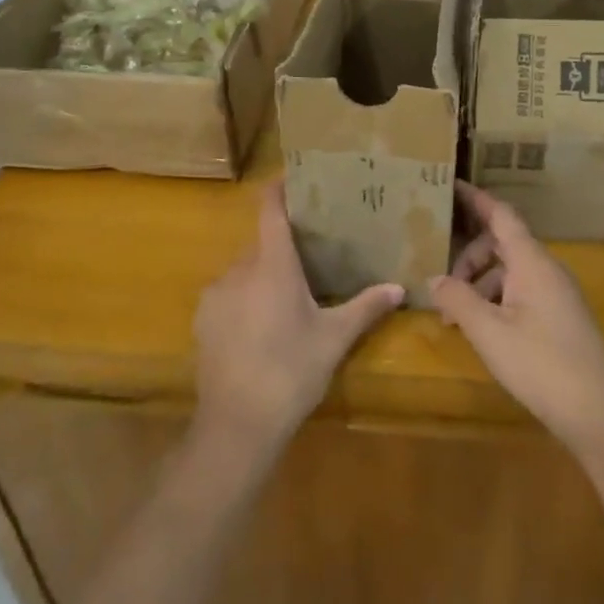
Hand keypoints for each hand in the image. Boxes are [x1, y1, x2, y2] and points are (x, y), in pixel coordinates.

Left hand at [193, 181, 403, 459]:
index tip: (294, 176)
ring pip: (244, 270)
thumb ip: (365, 307)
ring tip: (288, 297)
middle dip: (283, 246)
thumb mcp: (334, 339)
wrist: (236, 426)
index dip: (279, 188)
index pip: (270, 209)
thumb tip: (400, 288)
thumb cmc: (291, 372)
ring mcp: (215, 294)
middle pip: (261, 243)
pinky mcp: (203, 320)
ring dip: (264, 275)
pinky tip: (261, 327)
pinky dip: (245, 298)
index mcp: (273, 265)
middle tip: (310, 255)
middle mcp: (239, 269)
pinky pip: (228, 294)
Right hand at [430, 183, 603, 454]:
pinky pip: (522, 291)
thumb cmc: (541, 364)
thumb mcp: (489, 332)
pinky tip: (481, 329)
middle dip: (469, 256)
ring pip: (511, 271)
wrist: (599, 413)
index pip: (501, 214)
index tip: (449, 186)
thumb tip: (434, 279)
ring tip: (455, 317)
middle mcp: (547, 269)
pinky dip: (497, 300)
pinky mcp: (561, 317)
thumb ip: (458, 300)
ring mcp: (558, 293)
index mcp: (532, 262)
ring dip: (480, 283)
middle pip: (502, 243)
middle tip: (443, 282)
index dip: (475, 199)